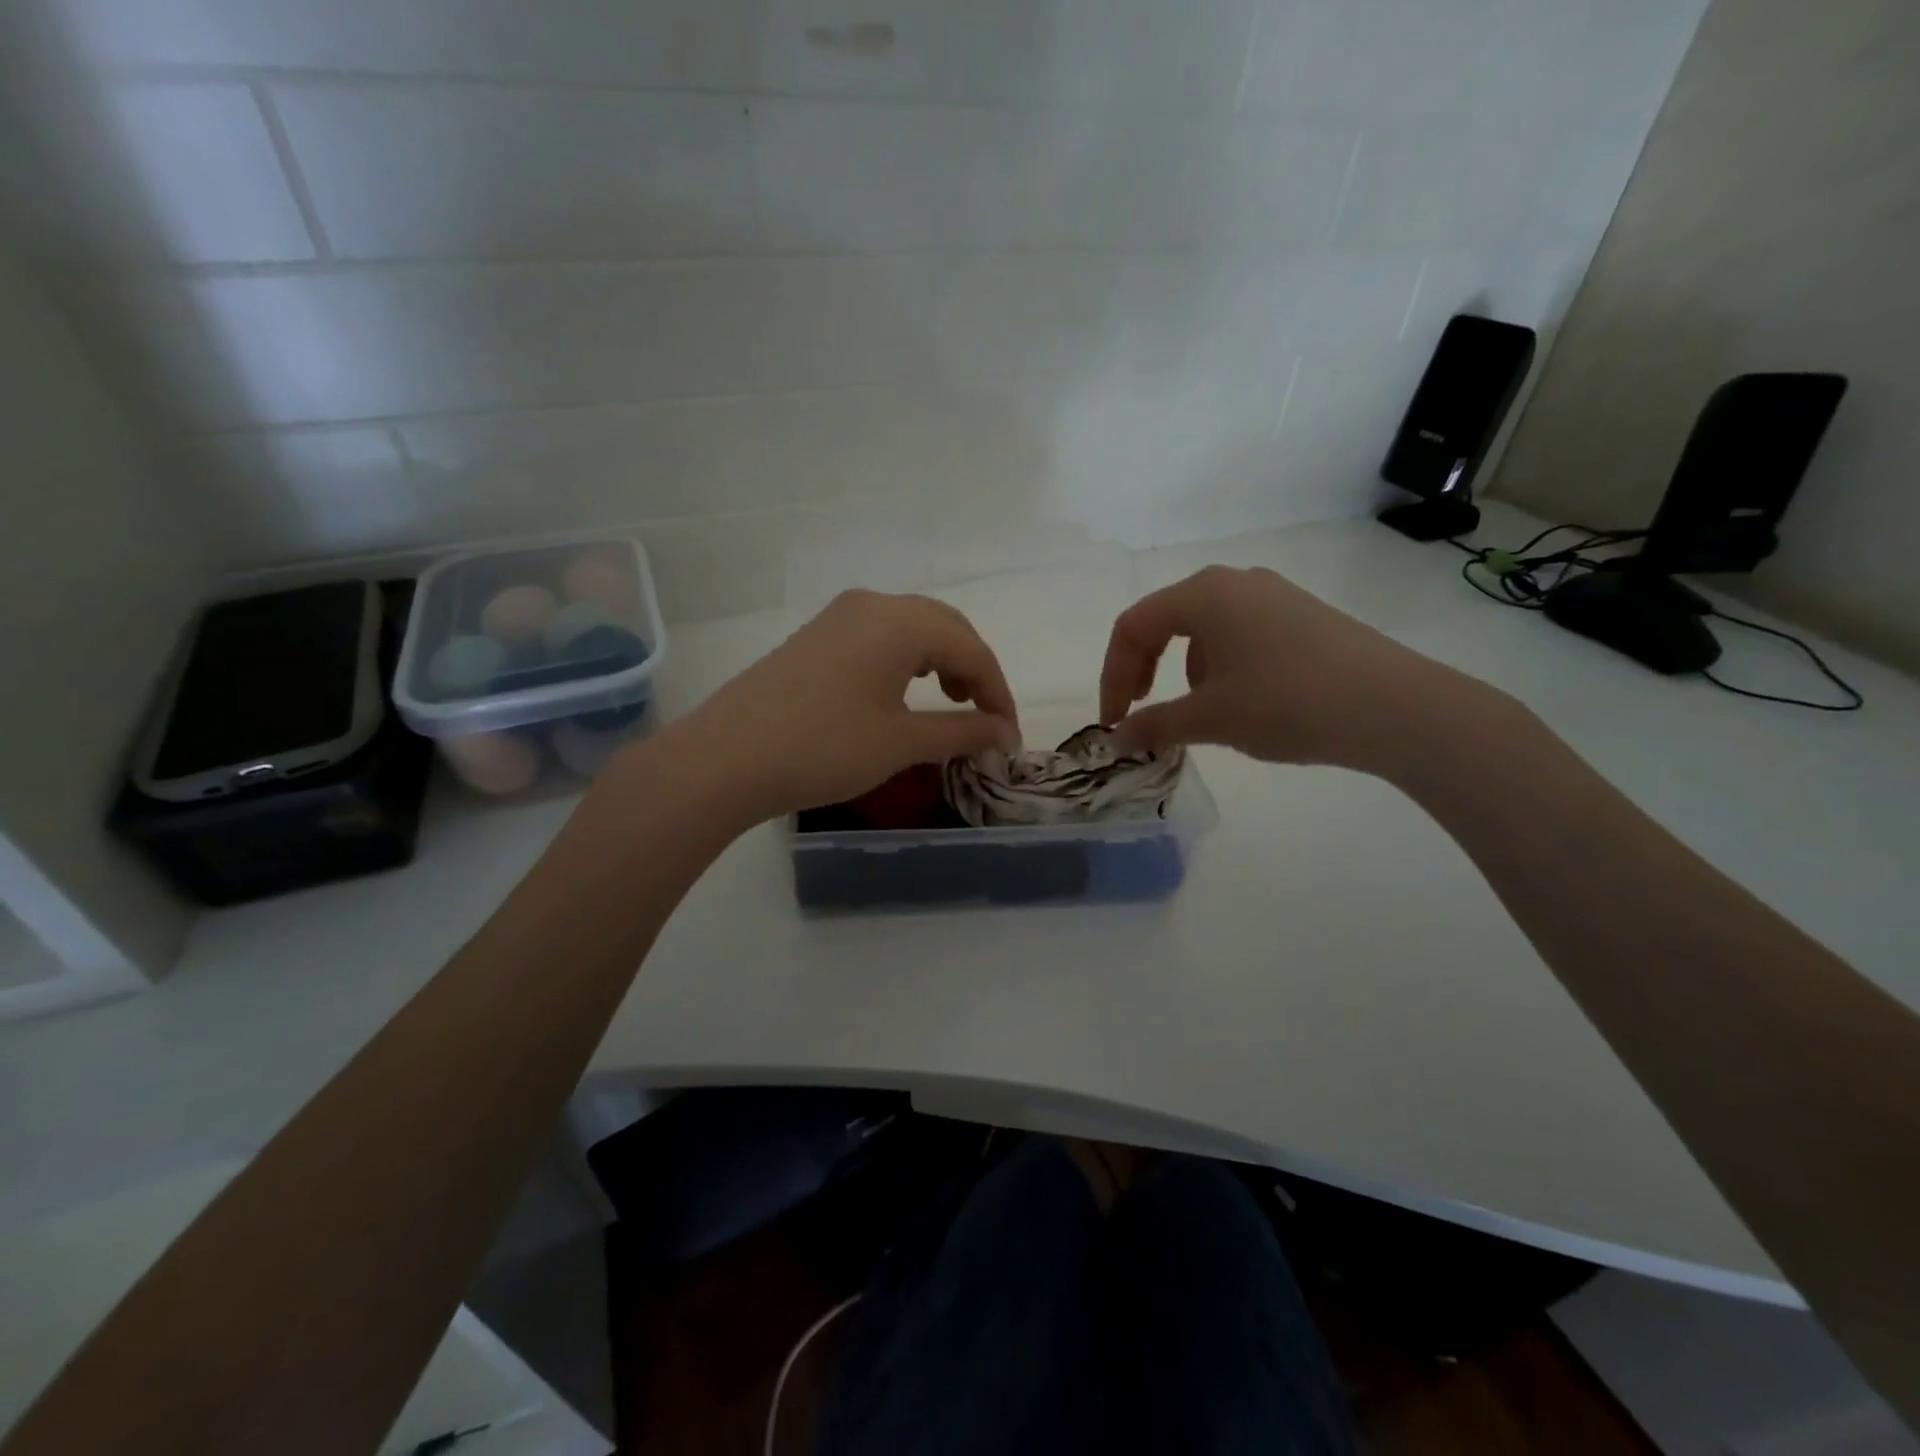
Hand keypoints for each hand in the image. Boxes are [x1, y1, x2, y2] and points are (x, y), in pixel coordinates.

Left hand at [655, 590, 1019, 822]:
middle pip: (945, 626)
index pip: (971, 648)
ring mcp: (839, 616)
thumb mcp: (900, 742)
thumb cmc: (823, 748)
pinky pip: (880, 634)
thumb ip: (961, 732)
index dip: (998, 692)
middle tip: (983, 715)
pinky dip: (907, 658)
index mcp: (900, 622)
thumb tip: (1003, 733)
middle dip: (973, 669)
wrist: (726, 759)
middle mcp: (872, 604)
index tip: (1008, 734)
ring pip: (912, 626)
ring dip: (942, 659)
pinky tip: (904, 689)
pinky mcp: (816, 635)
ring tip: (950, 700)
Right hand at [1100, 565, 1492, 774]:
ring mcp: (1274, 595)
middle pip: (1165, 621)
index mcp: (1204, 593)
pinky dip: (1220, 667)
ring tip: (1198, 714)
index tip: (1115, 721)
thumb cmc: (1286, 703)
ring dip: (1182, 671)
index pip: (1133, 626)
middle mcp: (1235, 582)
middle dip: (1143, 669)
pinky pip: (1240, 634)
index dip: (1112, 675)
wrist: (1395, 708)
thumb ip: (1154, 725)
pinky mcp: (1303, 616)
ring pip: (1204, 629)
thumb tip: (1117, 738)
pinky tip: (1242, 702)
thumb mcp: (1209, 719)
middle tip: (1141, 713)